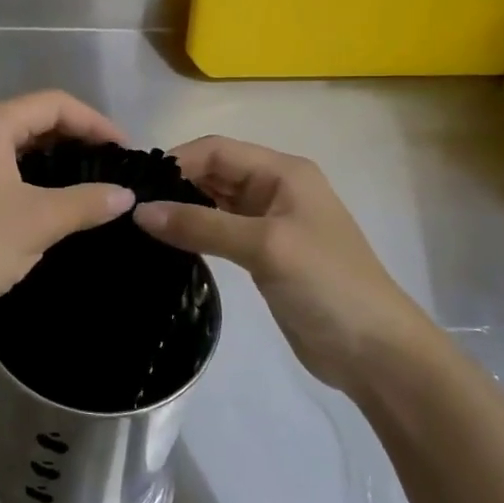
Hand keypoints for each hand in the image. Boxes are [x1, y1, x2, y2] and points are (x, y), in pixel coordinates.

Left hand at [0, 91, 136, 339]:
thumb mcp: (37, 222)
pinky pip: (1, 168)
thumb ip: (86, 202)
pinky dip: (31, 178)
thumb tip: (125, 195)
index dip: (96, 123)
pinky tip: (50, 203)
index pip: (55, 104)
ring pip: (17, 146)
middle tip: (112, 168)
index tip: (127, 152)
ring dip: (55, 161)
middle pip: (35, 120)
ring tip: (89, 186)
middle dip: (77, 140)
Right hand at [133, 136, 437, 390]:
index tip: (134, 187)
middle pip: (214, 173)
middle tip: (128, 208)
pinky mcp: (263, 255)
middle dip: (175, 185)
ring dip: (182, 210)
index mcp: (283, 172)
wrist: (375, 352)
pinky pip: (220, 232)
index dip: (176, 162)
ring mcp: (270, 223)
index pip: (217, 150)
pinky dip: (194, 234)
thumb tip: (140, 211)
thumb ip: (201, 225)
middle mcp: (275, 189)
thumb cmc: (326, 284)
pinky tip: (167, 245)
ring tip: (138, 226)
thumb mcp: (264, 246)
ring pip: (214, 203)